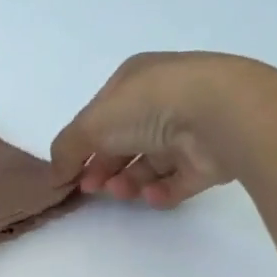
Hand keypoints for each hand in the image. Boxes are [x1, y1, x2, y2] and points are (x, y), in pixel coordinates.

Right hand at [50, 53, 249, 208]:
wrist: (220, 114)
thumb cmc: (148, 106)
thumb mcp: (90, 124)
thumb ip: (66, 150)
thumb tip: (56, 175)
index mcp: (136, 80)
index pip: (103, 113)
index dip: (85, 143)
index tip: (73, 172)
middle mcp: (165, 99)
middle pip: (126, 141)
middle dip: (105, 166)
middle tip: (93, 188)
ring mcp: (192, 128)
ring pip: (152, 163)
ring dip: (129, 181)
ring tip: (122, 193)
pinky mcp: (212, 157)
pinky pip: (180, 180)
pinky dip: (162, 192)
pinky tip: (151, 197)